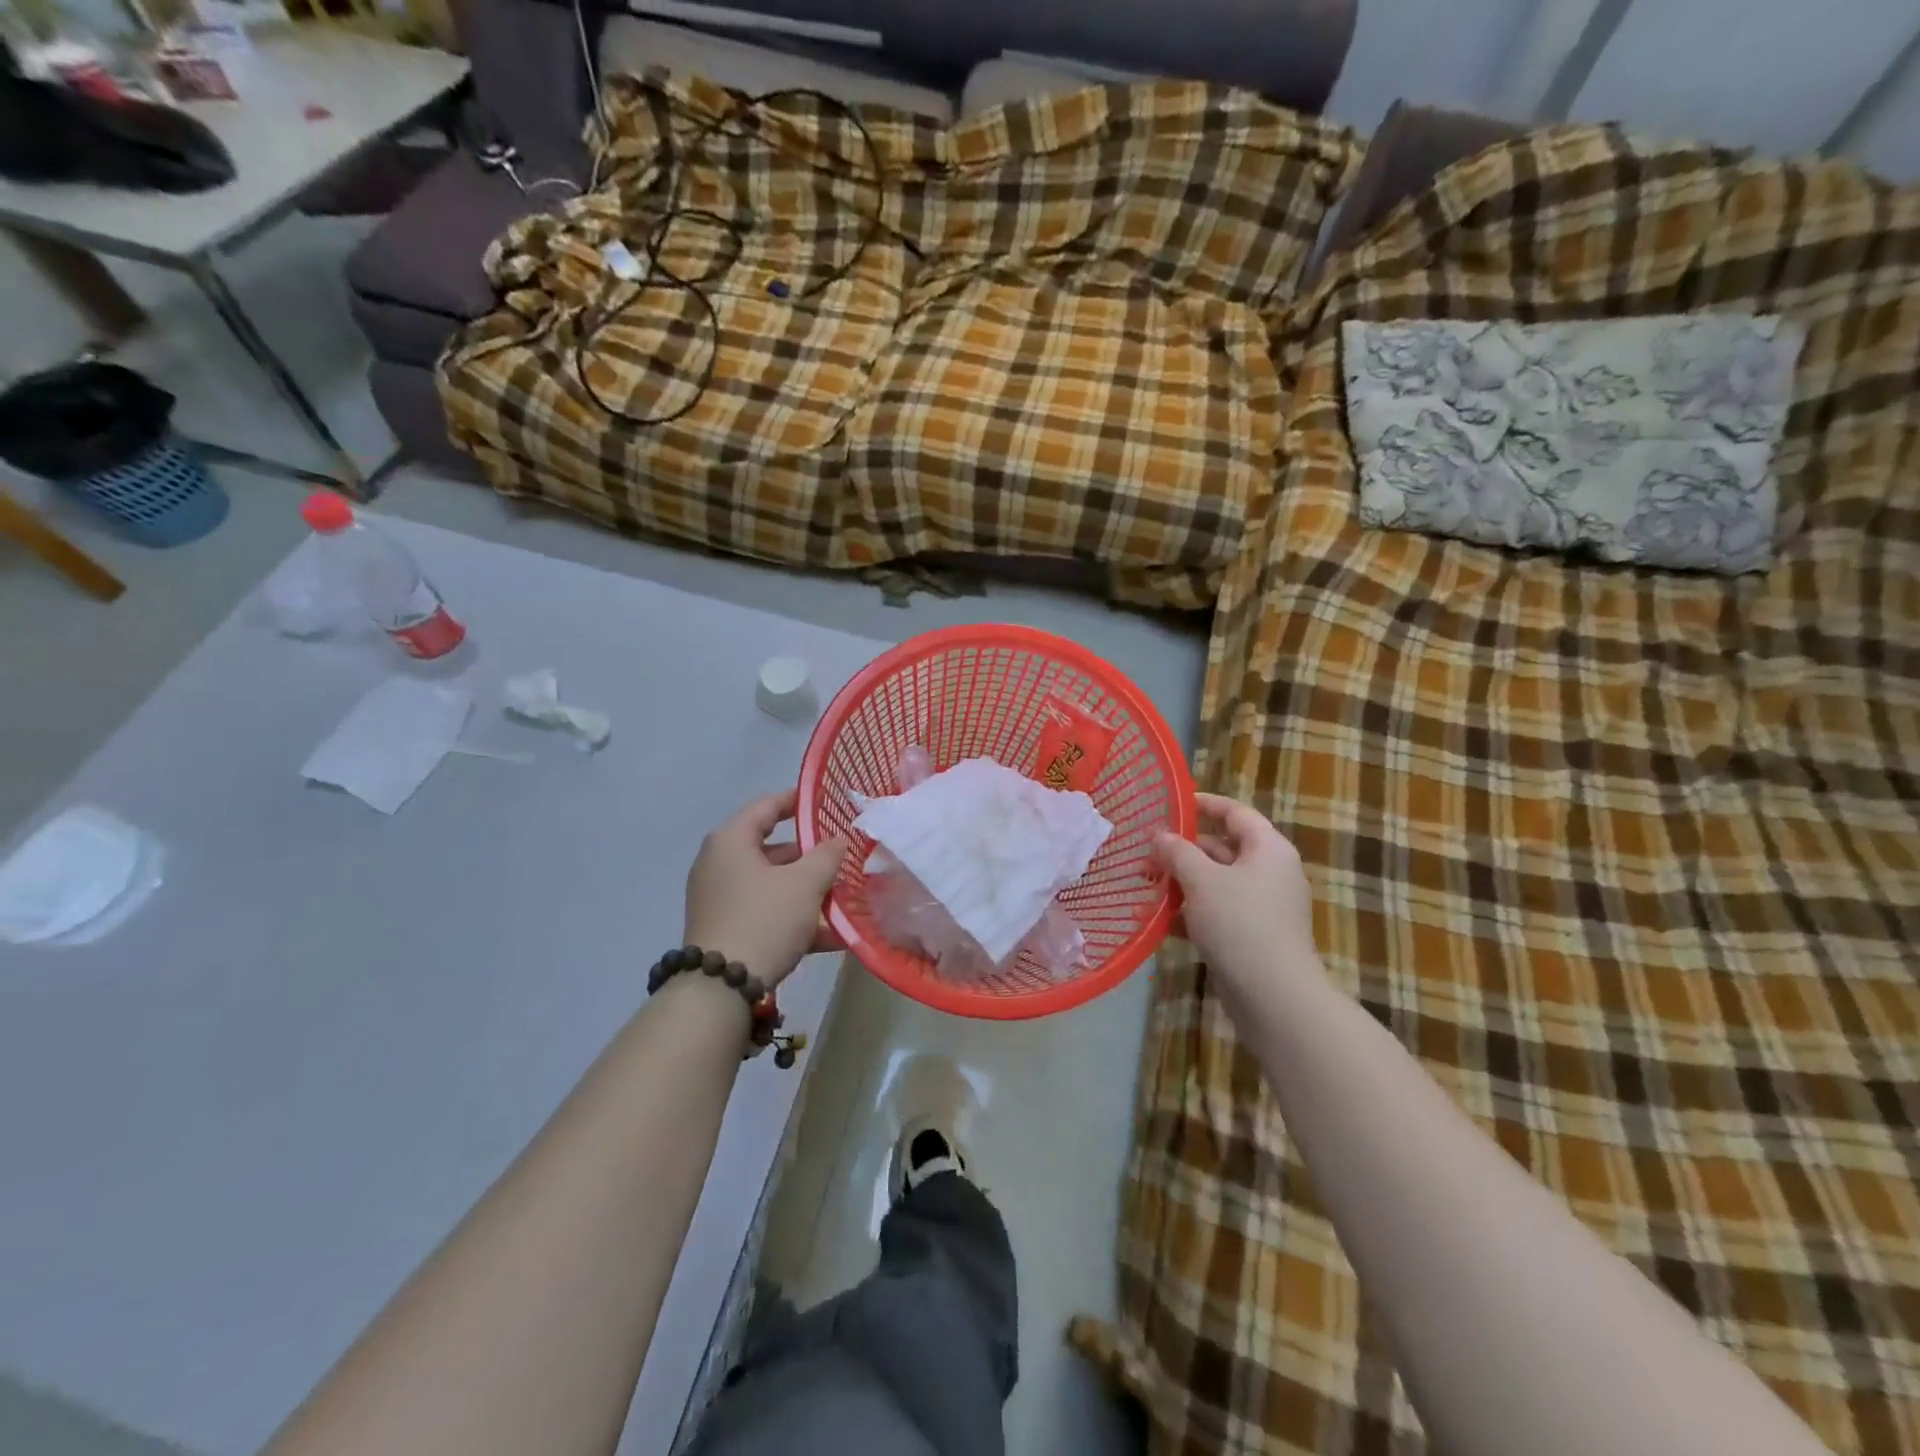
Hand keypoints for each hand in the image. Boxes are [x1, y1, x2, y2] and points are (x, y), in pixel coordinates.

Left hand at [683, 790, 847, 989]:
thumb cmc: (764, 920)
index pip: (766, 806)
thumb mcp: (805, 884)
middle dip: (809, 854)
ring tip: (841, 897)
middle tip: (841, 856)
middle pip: (771, 848)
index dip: (797, 800)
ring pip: (771, 883)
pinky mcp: (724, 928)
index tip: (824, 801)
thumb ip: (827, 855)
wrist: (720, 989)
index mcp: (731, 841)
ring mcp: (719, 898)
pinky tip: (829, 935)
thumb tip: (838, 840)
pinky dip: (793, 916)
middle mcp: (719, 863)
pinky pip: (765, 911)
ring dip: (805, 889)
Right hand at [1154, 793, 1318, 979]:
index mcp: (1267, 849)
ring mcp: (1261, 906)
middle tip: (1144, 854)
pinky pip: (1215, 912)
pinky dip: (1188, 913)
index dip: (1205, 804)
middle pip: (1221, 848)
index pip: (1236, 813)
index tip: (1172, 804)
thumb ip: (1177, 852)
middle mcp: (1268, 872)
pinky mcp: (1250, 935)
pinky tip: (1156, 921)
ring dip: (1180, 883)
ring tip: (1143, 886)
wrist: (1274, 996)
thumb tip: (1160, 835)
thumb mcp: (1202, 880)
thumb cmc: (1240, 923)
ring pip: (1214, 883)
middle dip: (1181, 851)